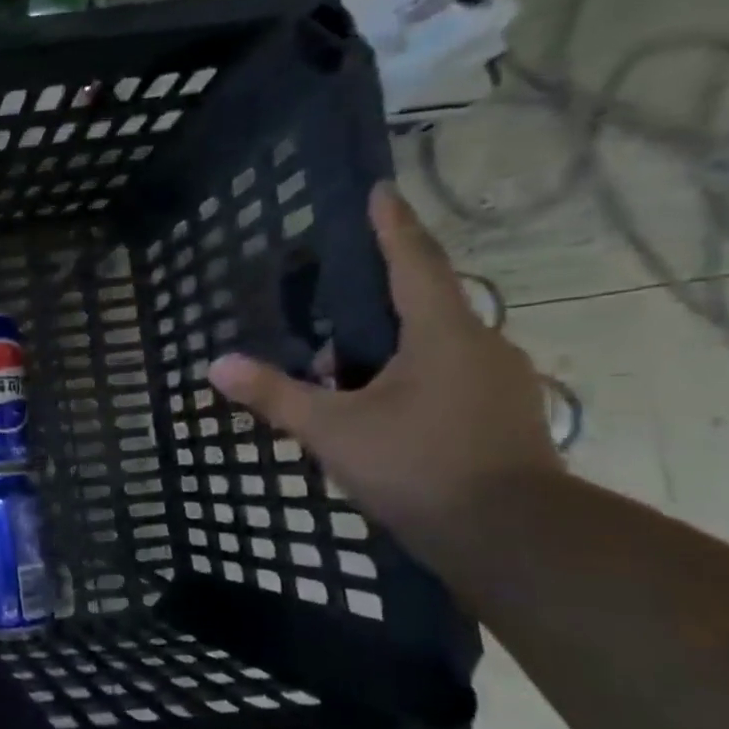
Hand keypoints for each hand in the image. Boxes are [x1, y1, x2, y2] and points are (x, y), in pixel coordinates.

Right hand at [209, 183, 560, 547]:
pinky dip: (409, 380)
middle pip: (422, 307)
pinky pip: (448, 377)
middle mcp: (481, 346)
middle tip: (327, 323)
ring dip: (387, 354)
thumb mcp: (332, 431)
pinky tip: (378, 414)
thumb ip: (275, 395)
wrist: (512, 538)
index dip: (392, 226)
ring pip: (434, 348)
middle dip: (372, 309)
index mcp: (443, 334)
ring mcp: (500, 382)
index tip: (380, 190)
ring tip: (340, 382)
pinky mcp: (505, 415)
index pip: (413, 263)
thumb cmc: (417, 468)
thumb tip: (216, 366)